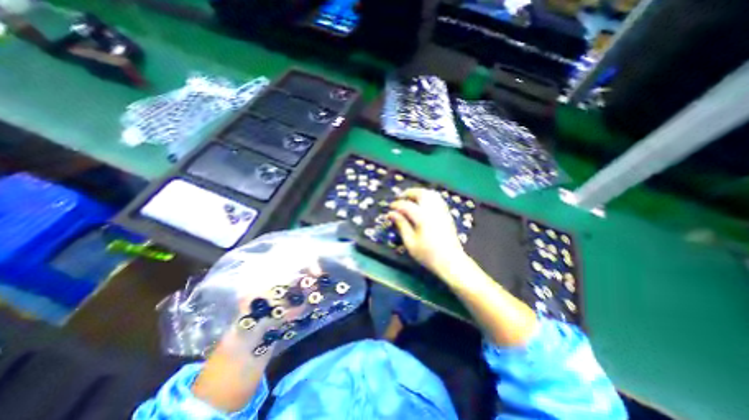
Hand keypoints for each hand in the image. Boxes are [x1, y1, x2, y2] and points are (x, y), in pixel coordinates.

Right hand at [389, 188, 466, 276]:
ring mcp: (442, 211)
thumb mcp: (410, 242)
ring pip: (430, 194)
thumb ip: (401, 225)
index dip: (396, 205)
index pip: (407, 205)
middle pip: (421, 193)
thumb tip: (391, 214)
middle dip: (408, 193)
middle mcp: (433, 210)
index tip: (389, 209)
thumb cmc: (428, 255)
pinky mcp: (447, 214)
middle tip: (399, 198)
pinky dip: (427, 197)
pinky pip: (437, 199)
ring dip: (418, 193)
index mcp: (423, 218)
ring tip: (410, 199)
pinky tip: (422, 204)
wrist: (451, 261)